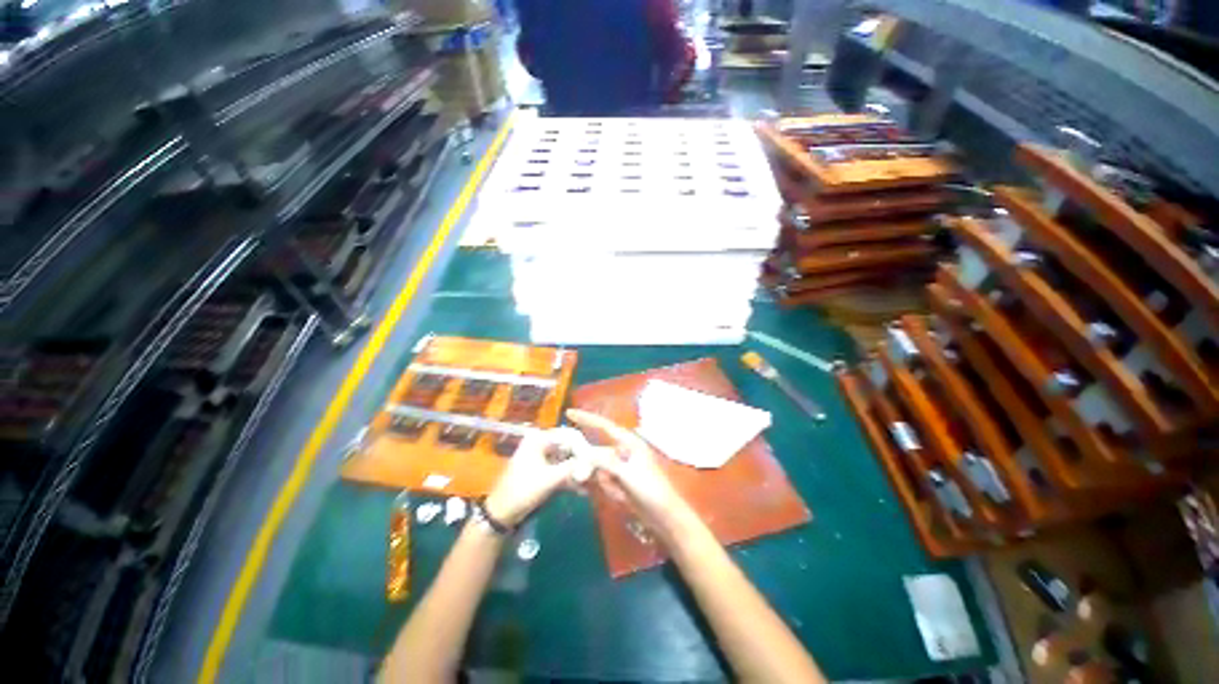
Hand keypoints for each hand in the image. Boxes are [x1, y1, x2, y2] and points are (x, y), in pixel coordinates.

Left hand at [485, 429, 586, 526]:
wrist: (502, 513)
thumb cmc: (523, 491)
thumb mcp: (550, 479)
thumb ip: (572, 468)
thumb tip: (594, 462)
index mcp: (540, 438)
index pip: (569, 435)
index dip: (583, 447)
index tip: (594, 461)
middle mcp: (542, 443)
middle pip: (570, 446)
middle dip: (583, 460)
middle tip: (596, 473)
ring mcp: (543, 456)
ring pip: (568, 458)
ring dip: (578, 470)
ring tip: (591, 483)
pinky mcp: (545, 469)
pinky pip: (562, 468)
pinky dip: (571, 478)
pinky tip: (583, 490)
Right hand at [565, 409, 693, 536]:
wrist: (664, 515)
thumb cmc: (651, 490)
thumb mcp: (627, 474)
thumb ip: (605, 462)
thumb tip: (585, 454)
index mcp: (629, 442)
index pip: (604, 426)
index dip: (586, 419)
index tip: (569, 412)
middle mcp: (623, 450)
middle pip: (597, 451)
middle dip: (593, 466)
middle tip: (597, 479)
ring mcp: (621, 466)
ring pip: (598, 468)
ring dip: (604, 482)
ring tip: (620, 493)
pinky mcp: (619, 479)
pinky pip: (603, 479)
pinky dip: (606, 487)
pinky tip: (619, 497)